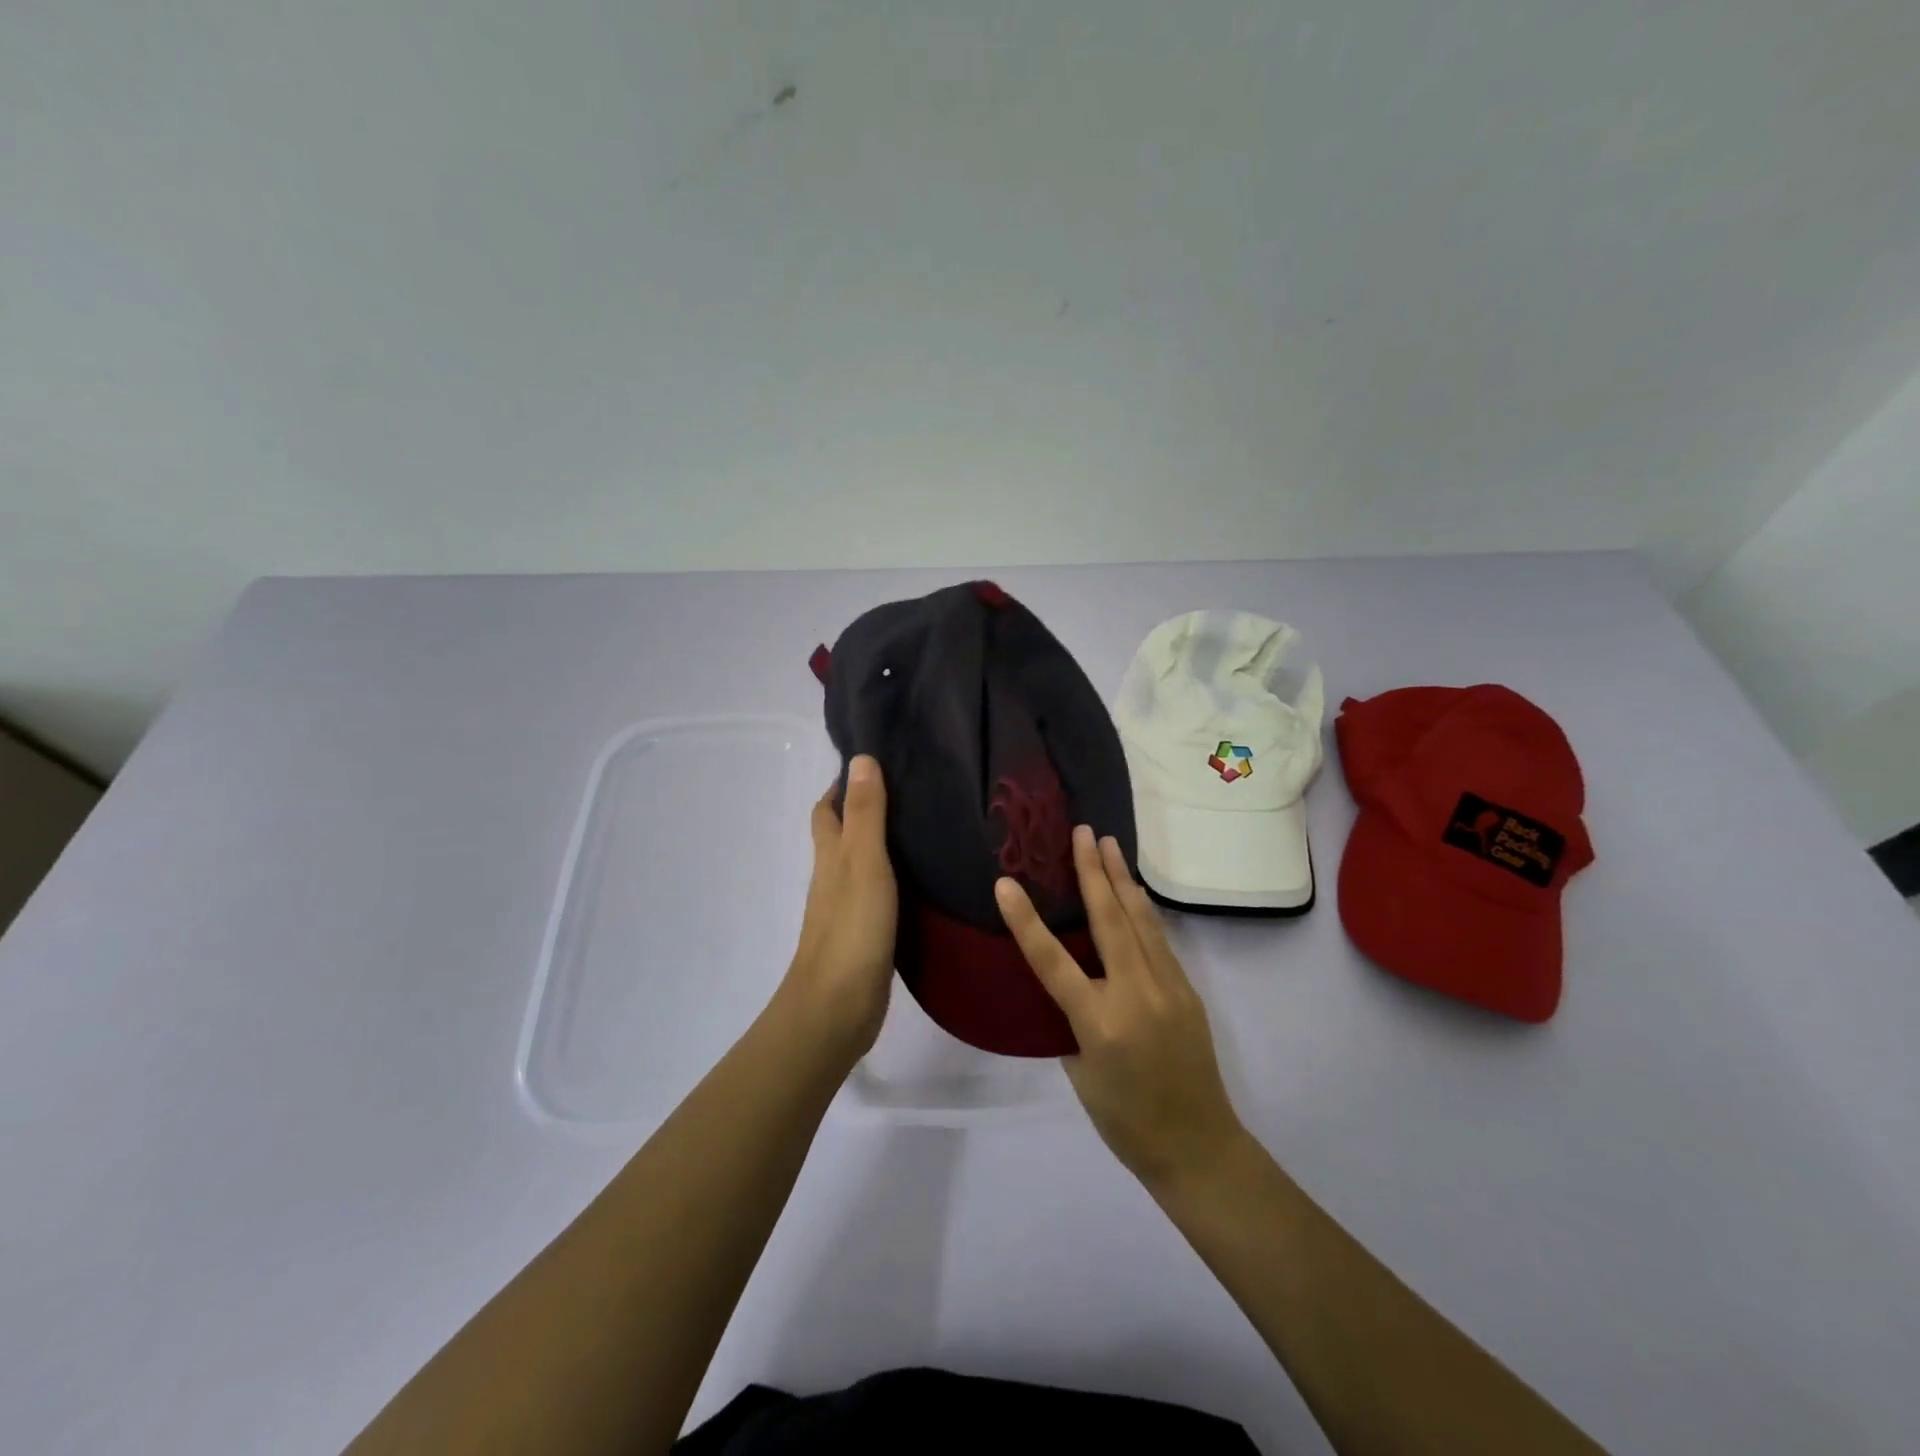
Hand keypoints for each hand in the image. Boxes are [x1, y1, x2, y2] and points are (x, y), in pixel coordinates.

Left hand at [781, 754, 897, 1062]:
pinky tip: (922, 878)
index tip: (875, 763)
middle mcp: (834, 877)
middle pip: (842, 835)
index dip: (842, 785)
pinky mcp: (866, 934)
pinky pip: (879, 894)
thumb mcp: (863, 862)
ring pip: (862, 864)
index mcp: (830, 856)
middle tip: (908, 791)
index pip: (827, 810)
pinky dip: (895, 879)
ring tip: (924, 826)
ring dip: (882, 844)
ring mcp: (849, 908)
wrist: (838, 1007)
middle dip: (863, 810)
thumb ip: (865, 814)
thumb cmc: (851, 928)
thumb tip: (860, 758)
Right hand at [995, 826, 1245, 1189]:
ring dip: (1122, 880)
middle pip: (1109, 921)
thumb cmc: (1126, 1121)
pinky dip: (1142, 910)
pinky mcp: (1187, 990)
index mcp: (1100, 1023)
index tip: (1005, 883)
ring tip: (1109, 844)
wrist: (1199, 1147)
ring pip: (1140, 921)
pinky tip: (1134, 892)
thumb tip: (1074, 981)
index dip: (1026, 921)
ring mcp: (1168, 988)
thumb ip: (1073, 1020)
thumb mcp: (1082, 1073)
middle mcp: (1136, 995)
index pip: (1053, 962)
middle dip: (1093, 872)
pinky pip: (1158, 939)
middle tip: (1082, 832)